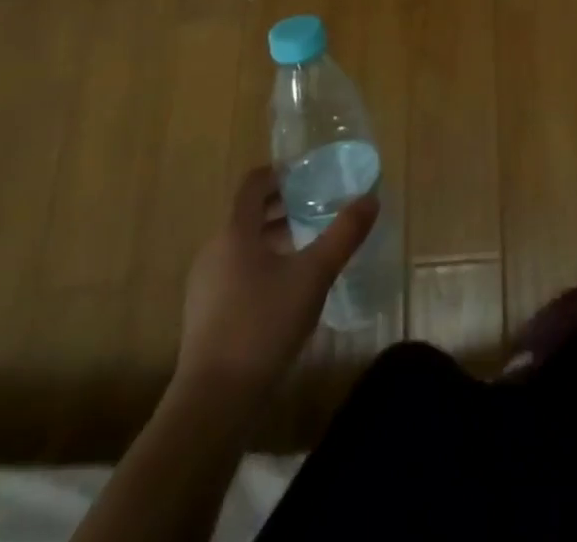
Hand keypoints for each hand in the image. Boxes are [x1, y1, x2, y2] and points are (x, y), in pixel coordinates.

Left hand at [177, 165, 377, 387]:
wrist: (213, 403)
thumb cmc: (263, 325)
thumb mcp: (314, 275)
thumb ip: (343, 234)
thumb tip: (371, 199)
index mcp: (234, 233)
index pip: (252, 184)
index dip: (279, 172)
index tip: (308, 173)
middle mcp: (214, 252)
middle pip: (247, 214)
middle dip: (282, 206)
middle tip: (317, 205)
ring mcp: (205, 286)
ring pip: (243, 246)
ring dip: (274, 237)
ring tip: (309, 244)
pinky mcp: (206, 316)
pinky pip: (236, 273)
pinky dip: (262, 265)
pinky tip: (288, 287)